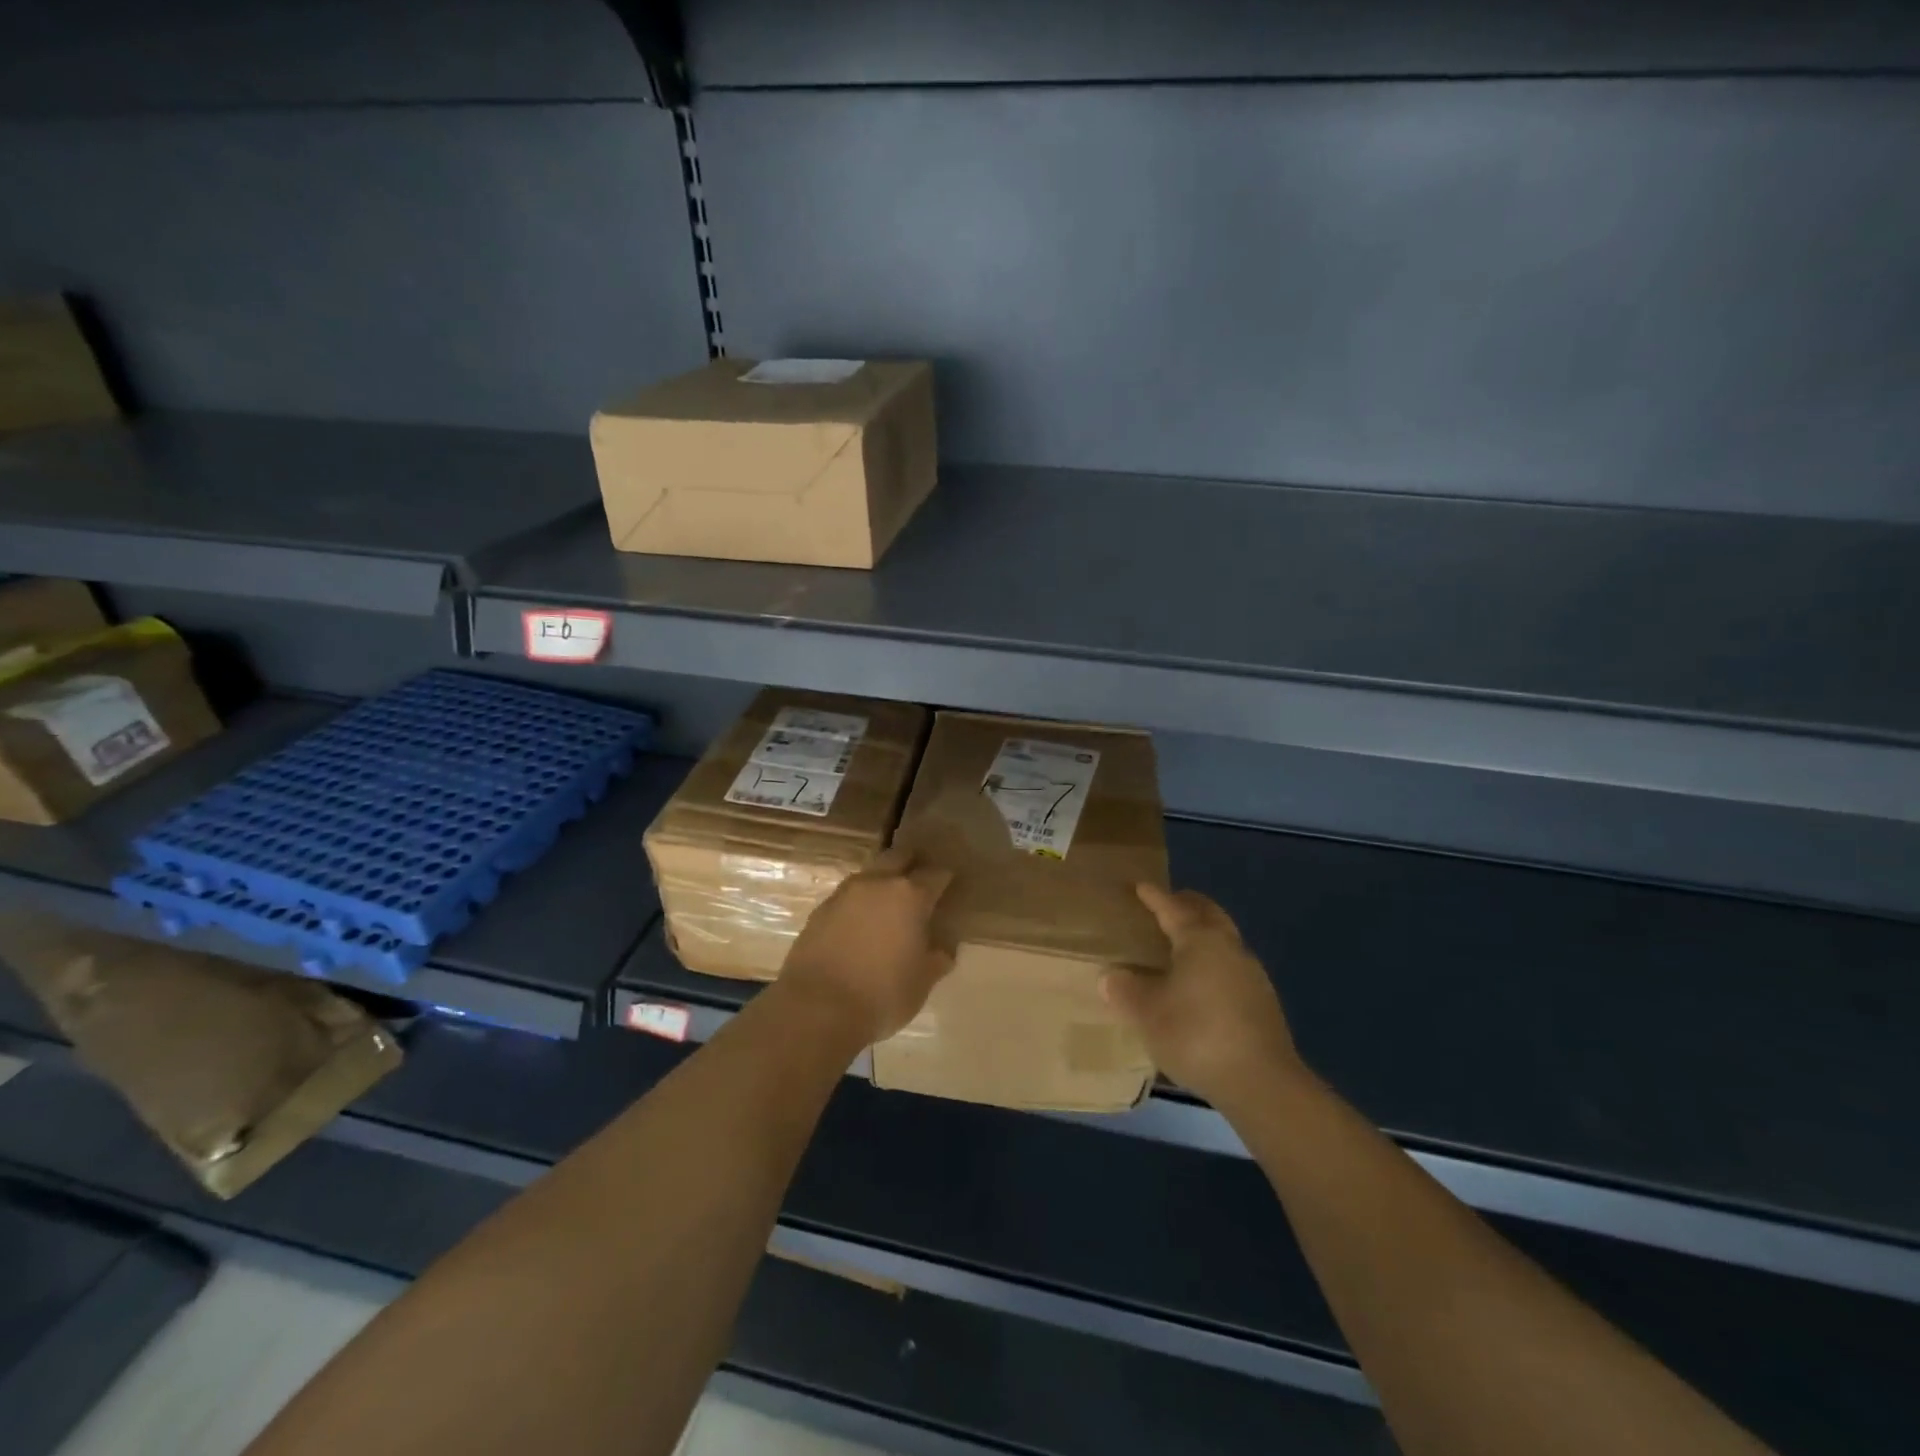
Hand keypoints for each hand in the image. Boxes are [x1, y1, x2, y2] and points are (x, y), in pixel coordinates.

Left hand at [777, 849, 953, 1044]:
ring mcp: (845, 893)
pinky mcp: (820, 909)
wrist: (817, 1007)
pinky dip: (859, 903)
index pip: (936, 874)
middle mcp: (878, 884)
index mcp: (910, 896)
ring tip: (888, 904)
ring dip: (882, 881)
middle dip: (912, 863)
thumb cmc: (882, 994)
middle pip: (899, 857)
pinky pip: (847, 896)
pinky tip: (860, 924)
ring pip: (870, 873)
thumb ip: (937, 959)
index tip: (950, 885)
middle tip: (919, 882)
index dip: (945, 878)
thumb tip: (943, 948)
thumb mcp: (922, 982)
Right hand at [1103, 883, 1301, 1108]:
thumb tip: (1110, 977)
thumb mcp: (1148, 1014)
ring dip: (1203, 934)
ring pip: (1223, 939)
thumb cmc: (1197, 1034)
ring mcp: (1251, 973)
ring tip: (1179, 946)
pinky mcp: (1263, 1001)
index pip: (1172, 907)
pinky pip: (1231, 965)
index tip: (1141, 886)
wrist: (1261, 1082)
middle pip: (1208, 913)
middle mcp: (1229, 946)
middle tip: (1166, 905)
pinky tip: (1200, 984)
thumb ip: (1126, 991)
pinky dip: (1213, 962)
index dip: (1154, 896)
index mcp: (1200, 939)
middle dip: (1187, 904)